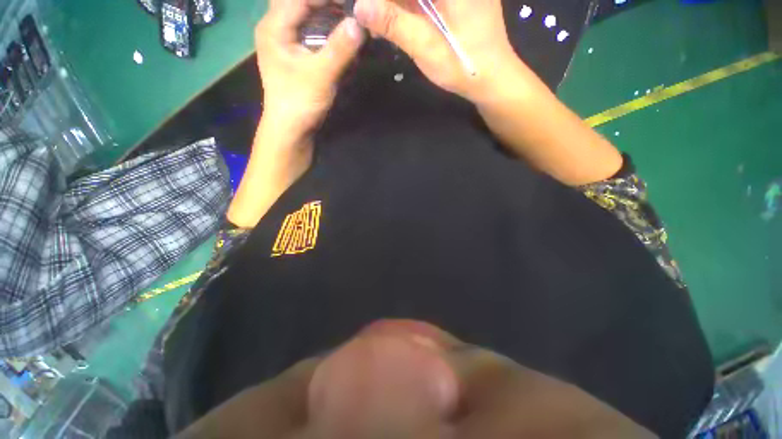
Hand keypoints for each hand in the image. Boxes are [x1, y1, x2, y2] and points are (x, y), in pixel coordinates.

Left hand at [255, 0, 364, 134]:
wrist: (290, 129)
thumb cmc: (300, 103)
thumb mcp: (321, 76)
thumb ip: (339, 49)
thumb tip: (359, 23)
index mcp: (274, 26)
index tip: (352, 2)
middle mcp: (275, 26)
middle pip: (300, 2)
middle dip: (326, 2)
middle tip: (349, 7)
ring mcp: (284, 39)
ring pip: (304, 13)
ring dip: (326, 11)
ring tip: (348, 14)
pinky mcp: (293, 52)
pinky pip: (308, 28)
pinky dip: (324, 26)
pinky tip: (340, 31)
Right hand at [353, 0, 520, 100]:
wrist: (493, 78)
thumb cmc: (463, 65)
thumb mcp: (426, 47)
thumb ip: (394, 23)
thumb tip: (360, 5)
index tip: (367, 6)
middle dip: (389, 3)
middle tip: (369, 16)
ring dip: (396, 6)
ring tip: (377, 23)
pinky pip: (426, 0)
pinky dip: (408, 8)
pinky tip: (393, 22)